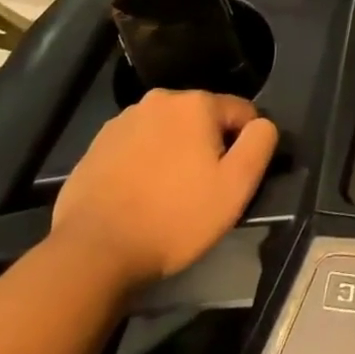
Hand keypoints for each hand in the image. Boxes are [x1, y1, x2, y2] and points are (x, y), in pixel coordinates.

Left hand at [50, 89, 276, 293]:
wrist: (92, 253)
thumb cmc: (173, 218)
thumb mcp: (236, 187)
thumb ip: (260, 143)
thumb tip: (262, 124)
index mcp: (196, 103)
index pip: (241, 112)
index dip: (244, 147)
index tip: (231, 181)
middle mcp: (159, 100)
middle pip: (202, 120)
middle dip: (207, 148)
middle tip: (200, 191)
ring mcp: (123, 121)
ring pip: (167, 132)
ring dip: (175, 154)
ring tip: (167, 198)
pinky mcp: (97, 146)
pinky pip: (136, 147)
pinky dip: (144, 165)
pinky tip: (138, 199)